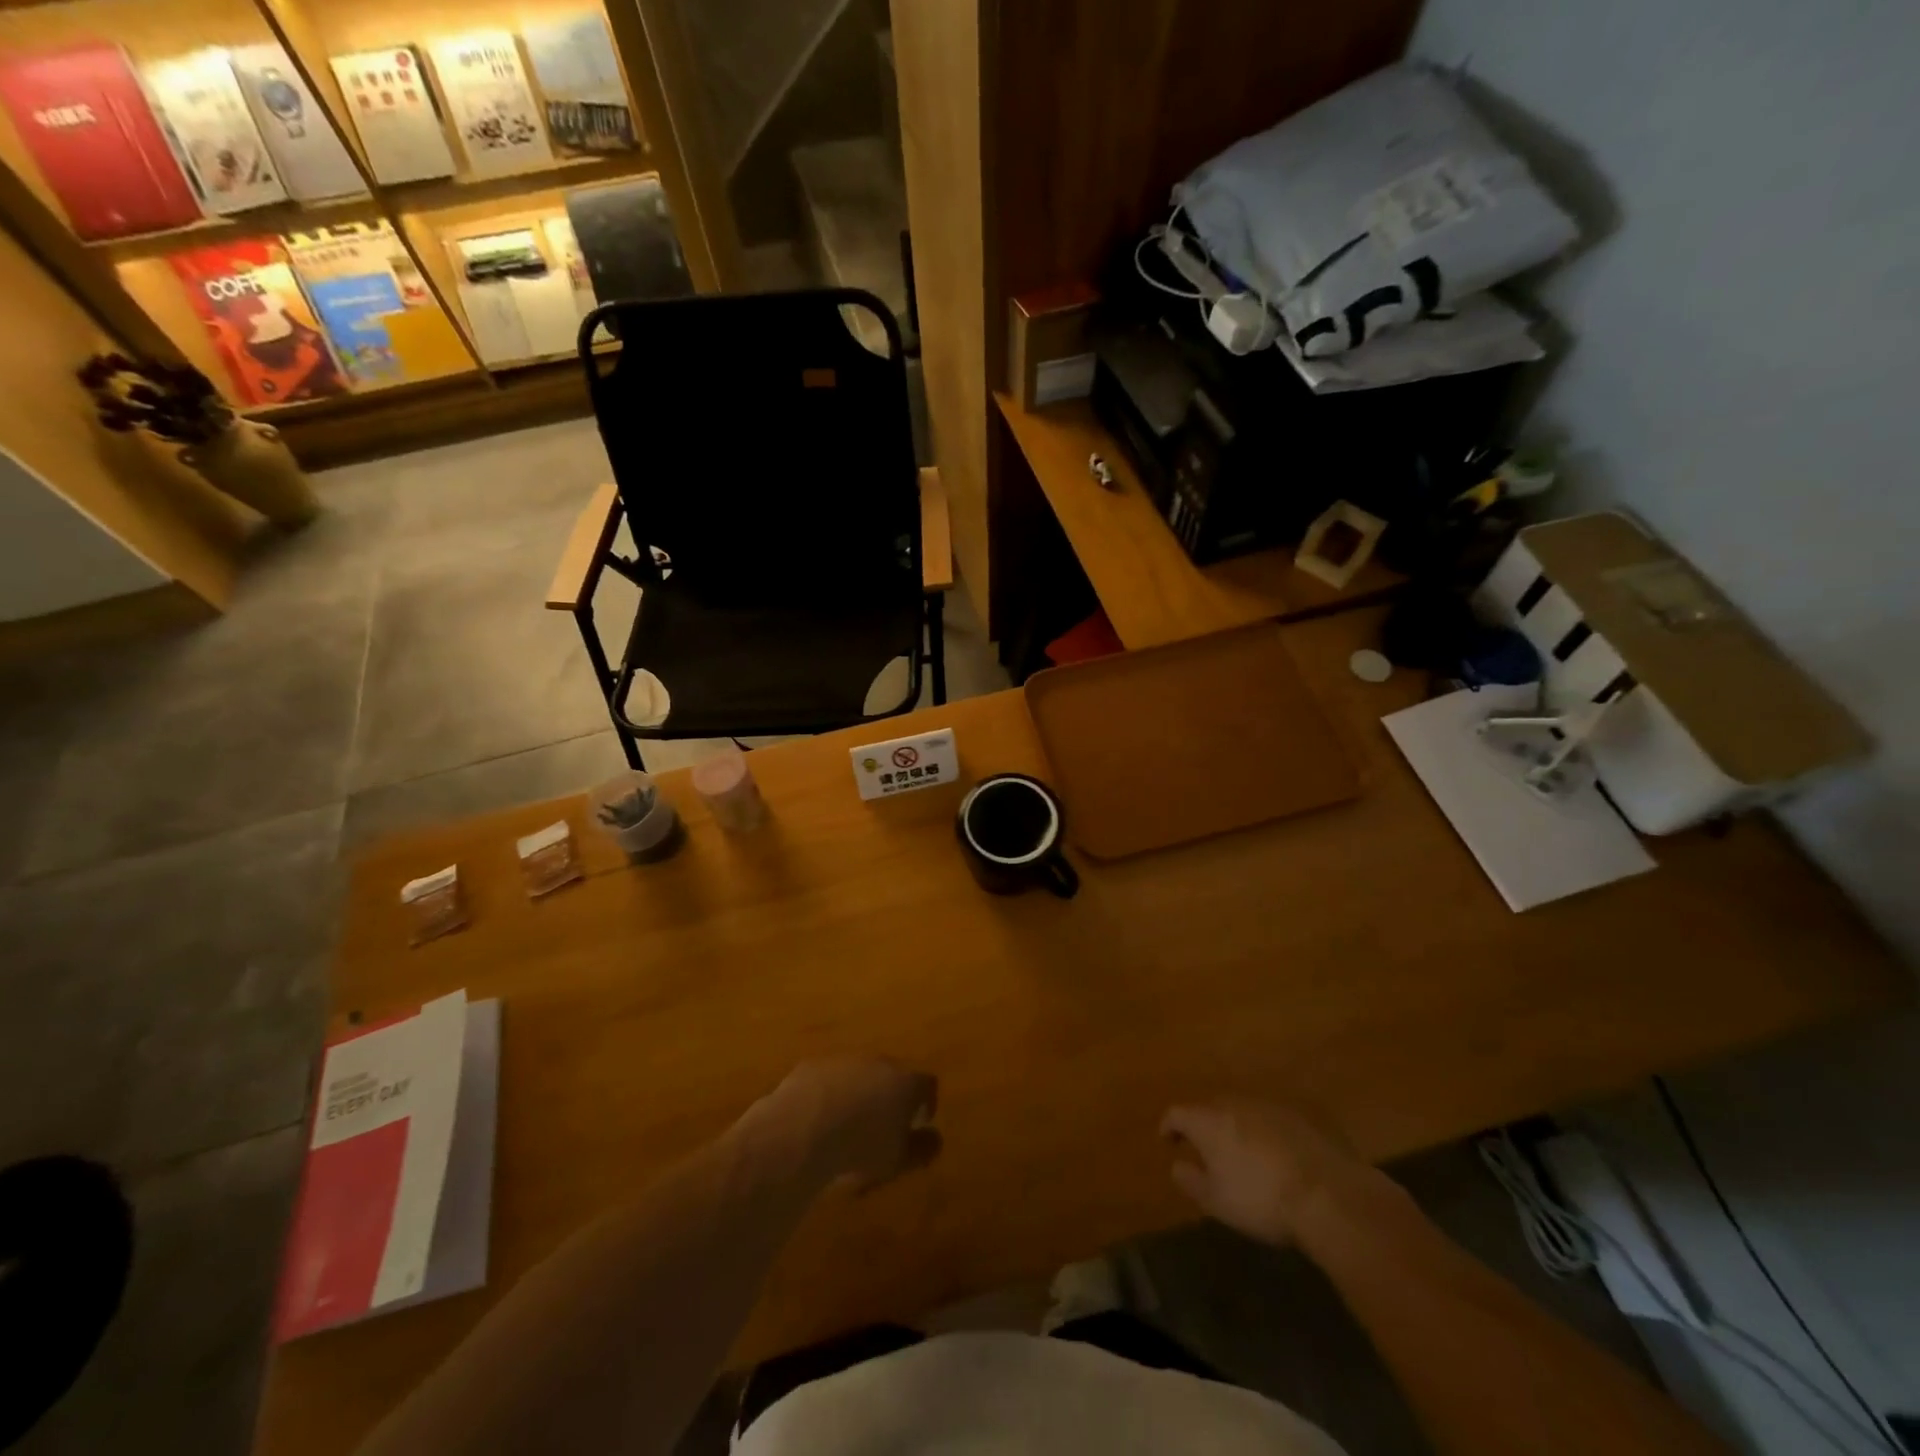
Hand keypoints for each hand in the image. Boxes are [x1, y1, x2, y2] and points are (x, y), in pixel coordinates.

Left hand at [763, 1058, 940, 1191]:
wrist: (803, 1129)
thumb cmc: (861, 1147)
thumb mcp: (899, 1159)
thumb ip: (922, 1148)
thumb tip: (935, 1138)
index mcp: (905, 1082)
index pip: (926, 1085)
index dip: (926, 1102)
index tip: (920, 1121)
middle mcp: (878, 1063)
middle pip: (892, 1075)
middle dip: (889, 1096)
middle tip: (882, 1124)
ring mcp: (844, 1061)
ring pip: (858, 1075)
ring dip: (857, 1094)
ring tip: (847, 1124)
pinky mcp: (813, 1065)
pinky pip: (828, 1079)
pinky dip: (828, 1095)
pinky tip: (818, 1120)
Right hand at [1160, 1097, 1367, 1245]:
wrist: (1328, 1194)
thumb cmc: (1261, 1200)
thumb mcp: (1217, 1202)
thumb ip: (1190, 1180)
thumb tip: (1177, 1165)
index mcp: (1208, 1120)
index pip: (1177, 1113)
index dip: (1170, 1126)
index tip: (1168, 1141)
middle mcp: (1235, 1103)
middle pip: (1211, 1107)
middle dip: (1206, 1124)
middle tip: (1208, 1148)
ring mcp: (1270, 1105)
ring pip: (1244, 1110)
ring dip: (1238, 1126)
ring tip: (1244, 1151)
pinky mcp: (1301, 1115)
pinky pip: (1274, 1119)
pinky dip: (1268, 1132)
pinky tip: (1278, 1155)